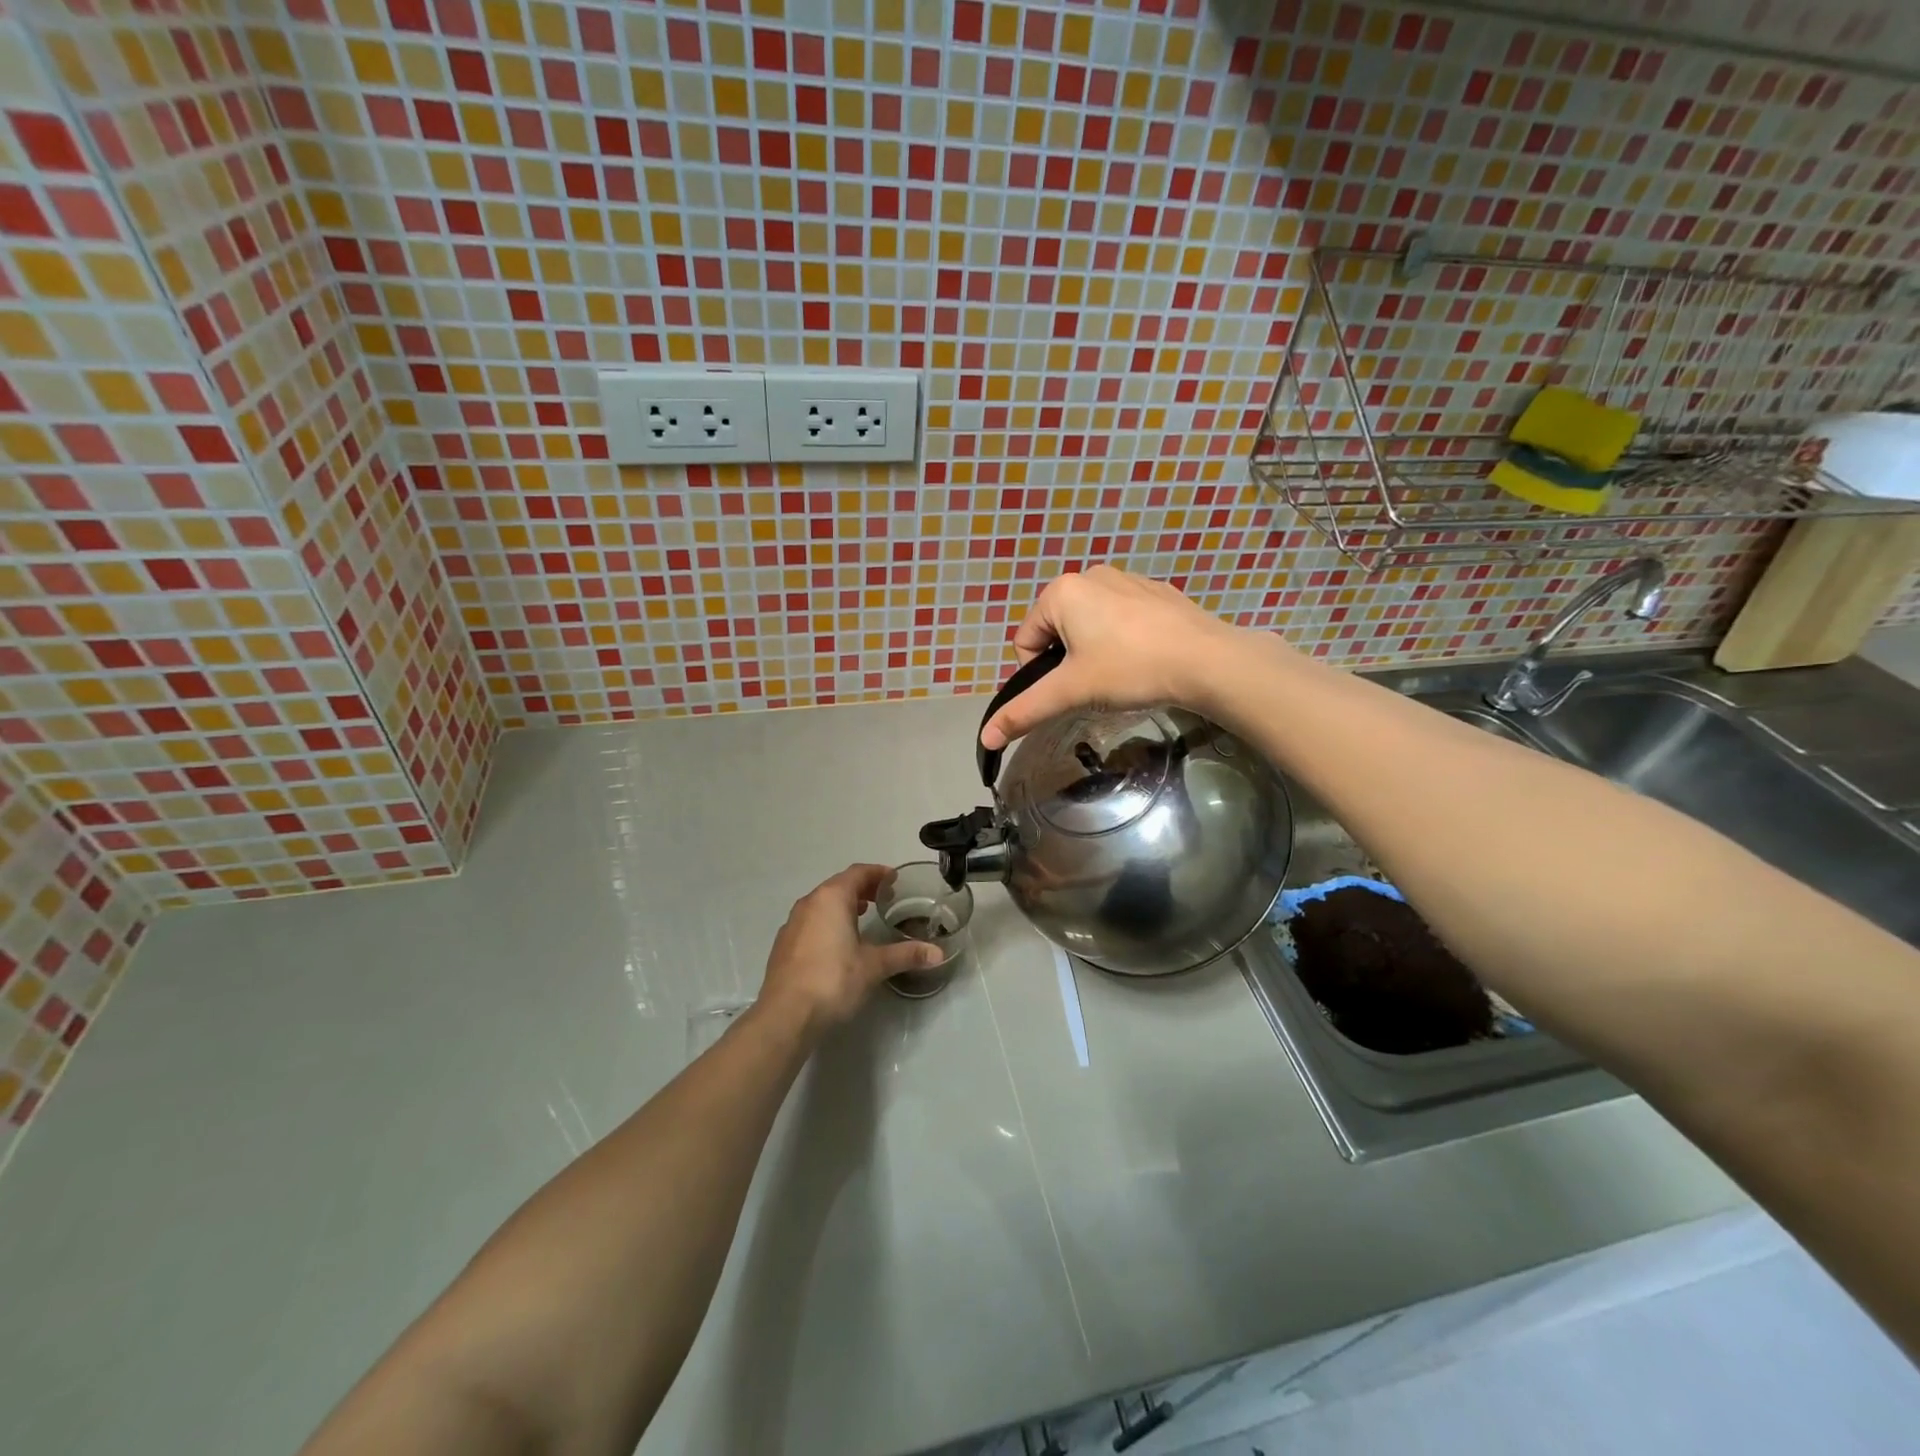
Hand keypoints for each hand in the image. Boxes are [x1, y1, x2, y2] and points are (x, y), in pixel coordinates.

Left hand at [757, 864, 942, 1034]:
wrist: (785, 1015)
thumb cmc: (833, 980)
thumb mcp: (874, 966)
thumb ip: (905, 954)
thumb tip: (937, 953)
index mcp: (832, 898)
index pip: (858, 873)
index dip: (878, 873)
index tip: (895, 880)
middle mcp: (809, 903)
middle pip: (839, 885)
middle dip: (862, 888)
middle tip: (884, 897)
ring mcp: (792, 923)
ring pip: (822, 903)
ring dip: (844, 904)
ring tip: (863, 915)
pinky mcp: (784, 944)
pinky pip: (811, 920)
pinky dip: (828, 920)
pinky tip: (837, 942)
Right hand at [980, 566, 1253, 750]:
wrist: (1207, 660)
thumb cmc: (1130, 669)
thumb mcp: (1071, 692)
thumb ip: (1025, 711)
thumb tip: (985, 737)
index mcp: (1062, 592)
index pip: (1025, 640)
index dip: (1040, 673)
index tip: (1072, 688)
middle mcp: (1091, 575)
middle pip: (1057, 631)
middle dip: (1069, 661)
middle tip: (1098, 684)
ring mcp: (1128, 579)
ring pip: (1091, 624)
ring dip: (1096, 651)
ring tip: (1123, 673)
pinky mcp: (1157, 592)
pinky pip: (1123, 618)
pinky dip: (1125, 639)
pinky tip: (1146, 659)